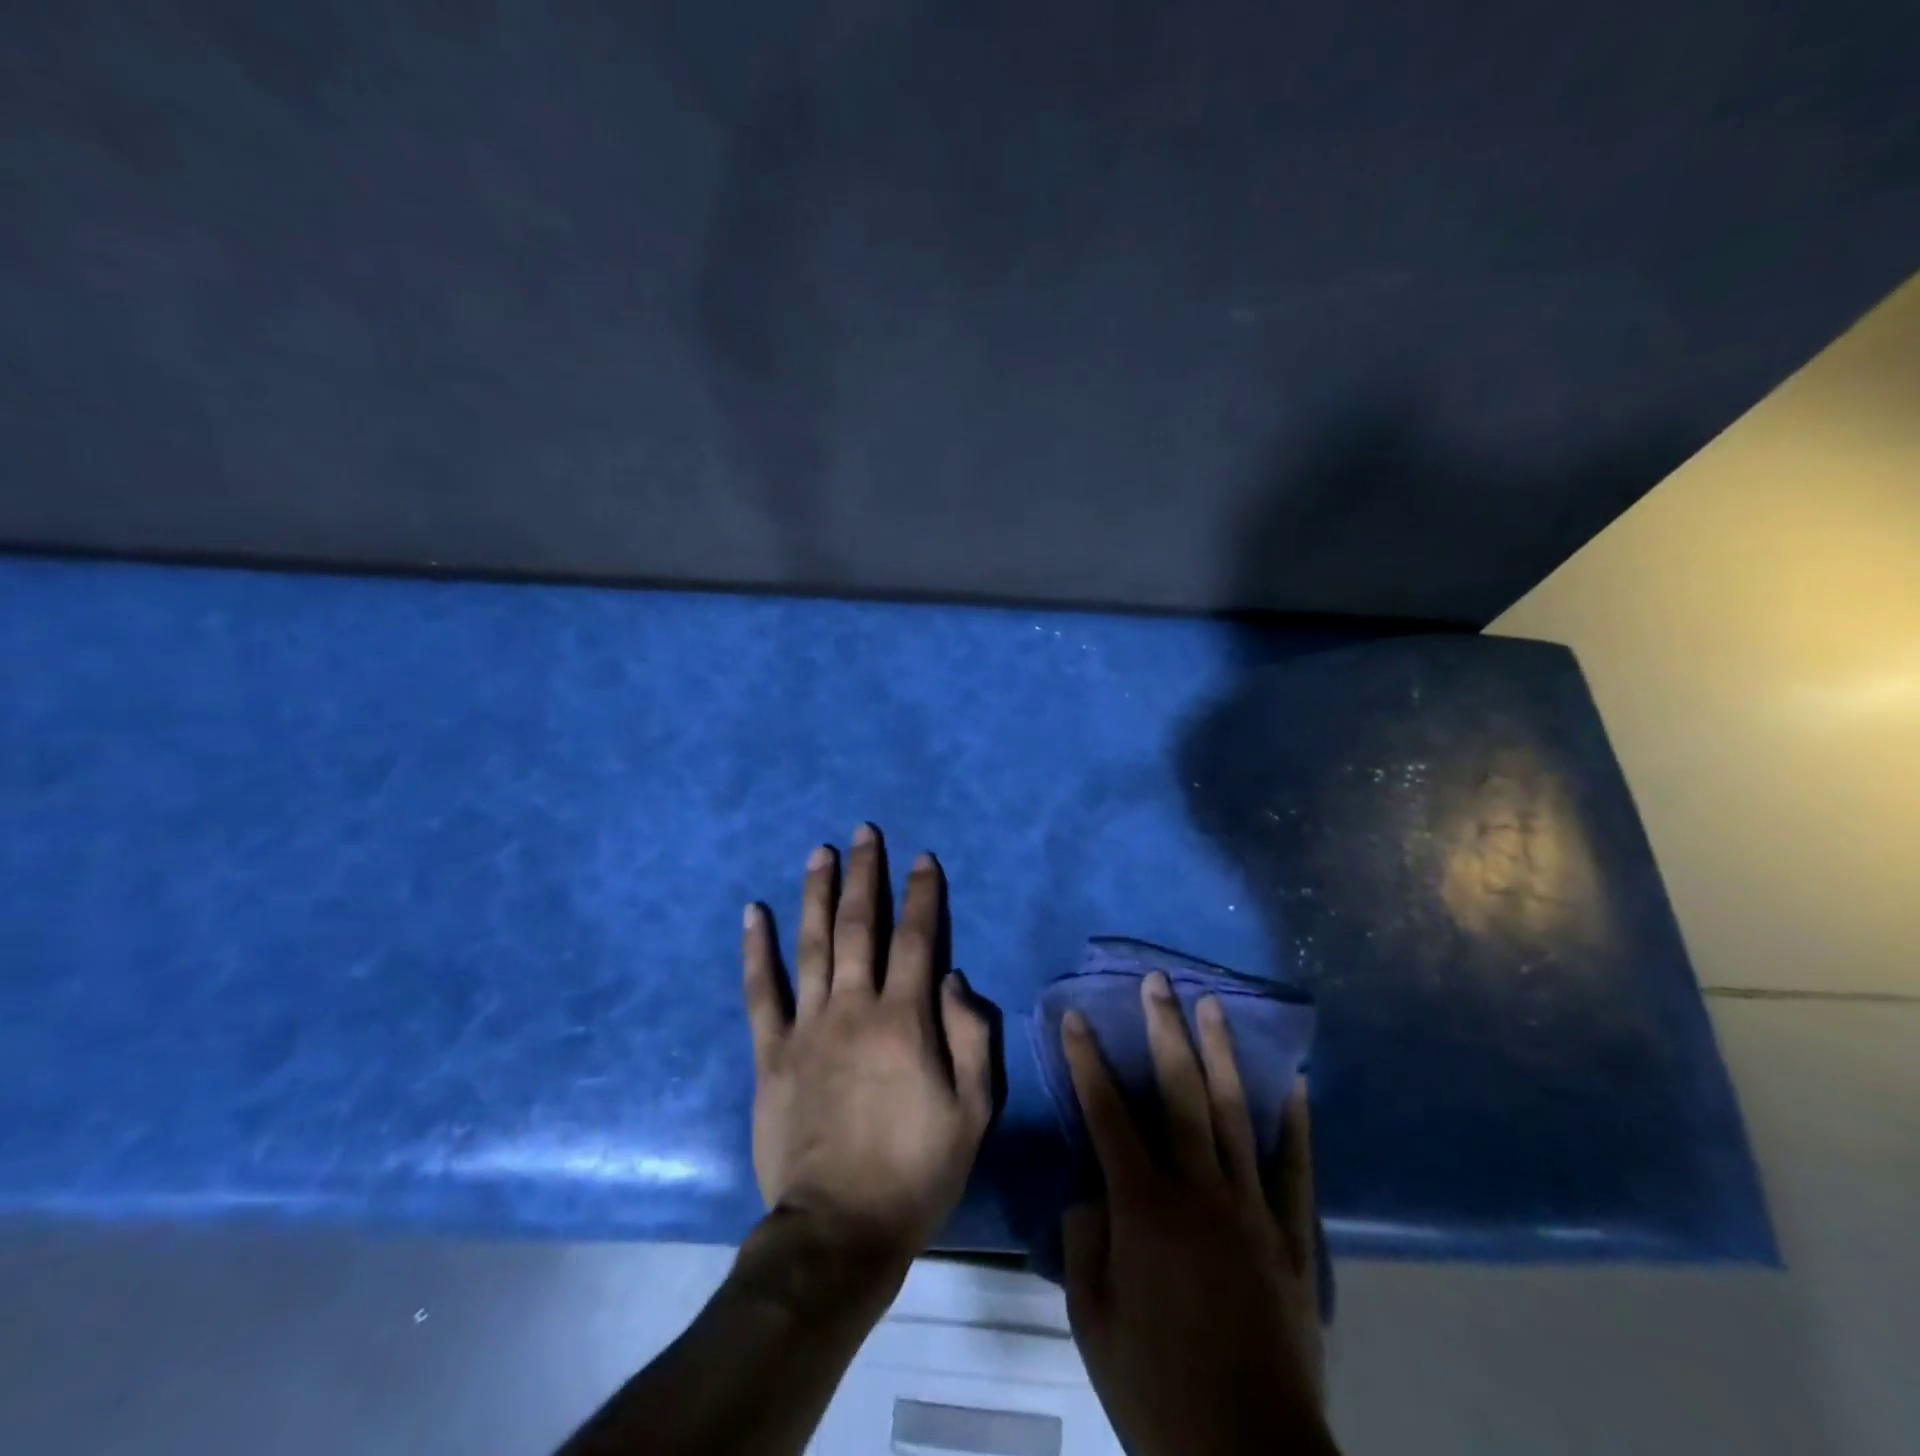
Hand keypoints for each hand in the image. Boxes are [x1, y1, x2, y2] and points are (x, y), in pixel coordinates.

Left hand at [742, 825, 993, 1272]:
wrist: (839, 1231)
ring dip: (816, 893)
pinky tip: (754, 912)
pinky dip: (756, 949)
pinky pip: (761, 992)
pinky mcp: (771, 1053)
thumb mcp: (973, 1111)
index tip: (922, 858)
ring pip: (811, 944)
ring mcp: (807, 1027)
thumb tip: (953, 977)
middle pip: (859, 926)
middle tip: (864, 832)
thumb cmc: (917, 1170)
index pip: (917, 939)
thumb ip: (971, 1037)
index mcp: (905, 1020)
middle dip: (865, 874)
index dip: (922, 894)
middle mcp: (854, 1008)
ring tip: (819, 852)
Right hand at [1061, 973, 1334, 1455]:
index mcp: (1144, 1209)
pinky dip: (1295, 1123)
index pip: (1107, 1115)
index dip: (1088, 1062)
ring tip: (1213, 1005)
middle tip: (1158, 982)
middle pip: (1179, 1093)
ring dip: (1221, 1054)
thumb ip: (1087, 1243)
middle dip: (1164, 1030)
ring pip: (1235, 1113)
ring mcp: (1251, 1210)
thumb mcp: (1093, 1321)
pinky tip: (1295, 1082)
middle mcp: (1199, 1191)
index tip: (1077, 1017)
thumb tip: (1093, 1194)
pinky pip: (1294, 1169)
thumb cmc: (1157, 1391)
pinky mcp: (1291, 1238)